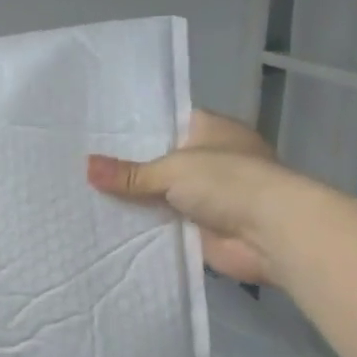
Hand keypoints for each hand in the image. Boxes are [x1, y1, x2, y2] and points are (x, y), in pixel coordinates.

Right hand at [86, 111, 297, 285]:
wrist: (272, 234)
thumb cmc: (228, 181)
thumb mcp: (171, 169)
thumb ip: (129, 173)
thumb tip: (86, 166)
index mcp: (212, 130)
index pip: (168, 121)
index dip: (137, 128)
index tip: (99, 132)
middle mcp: (213, 159)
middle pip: (162, 160)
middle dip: (131, 166)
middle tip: (83, 163)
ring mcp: (210, 195)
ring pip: (162, 194)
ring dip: (138, 199)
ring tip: (86, 193)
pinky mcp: (204, 228)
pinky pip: (166, 224)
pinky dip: (146, 226)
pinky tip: (109, 224)